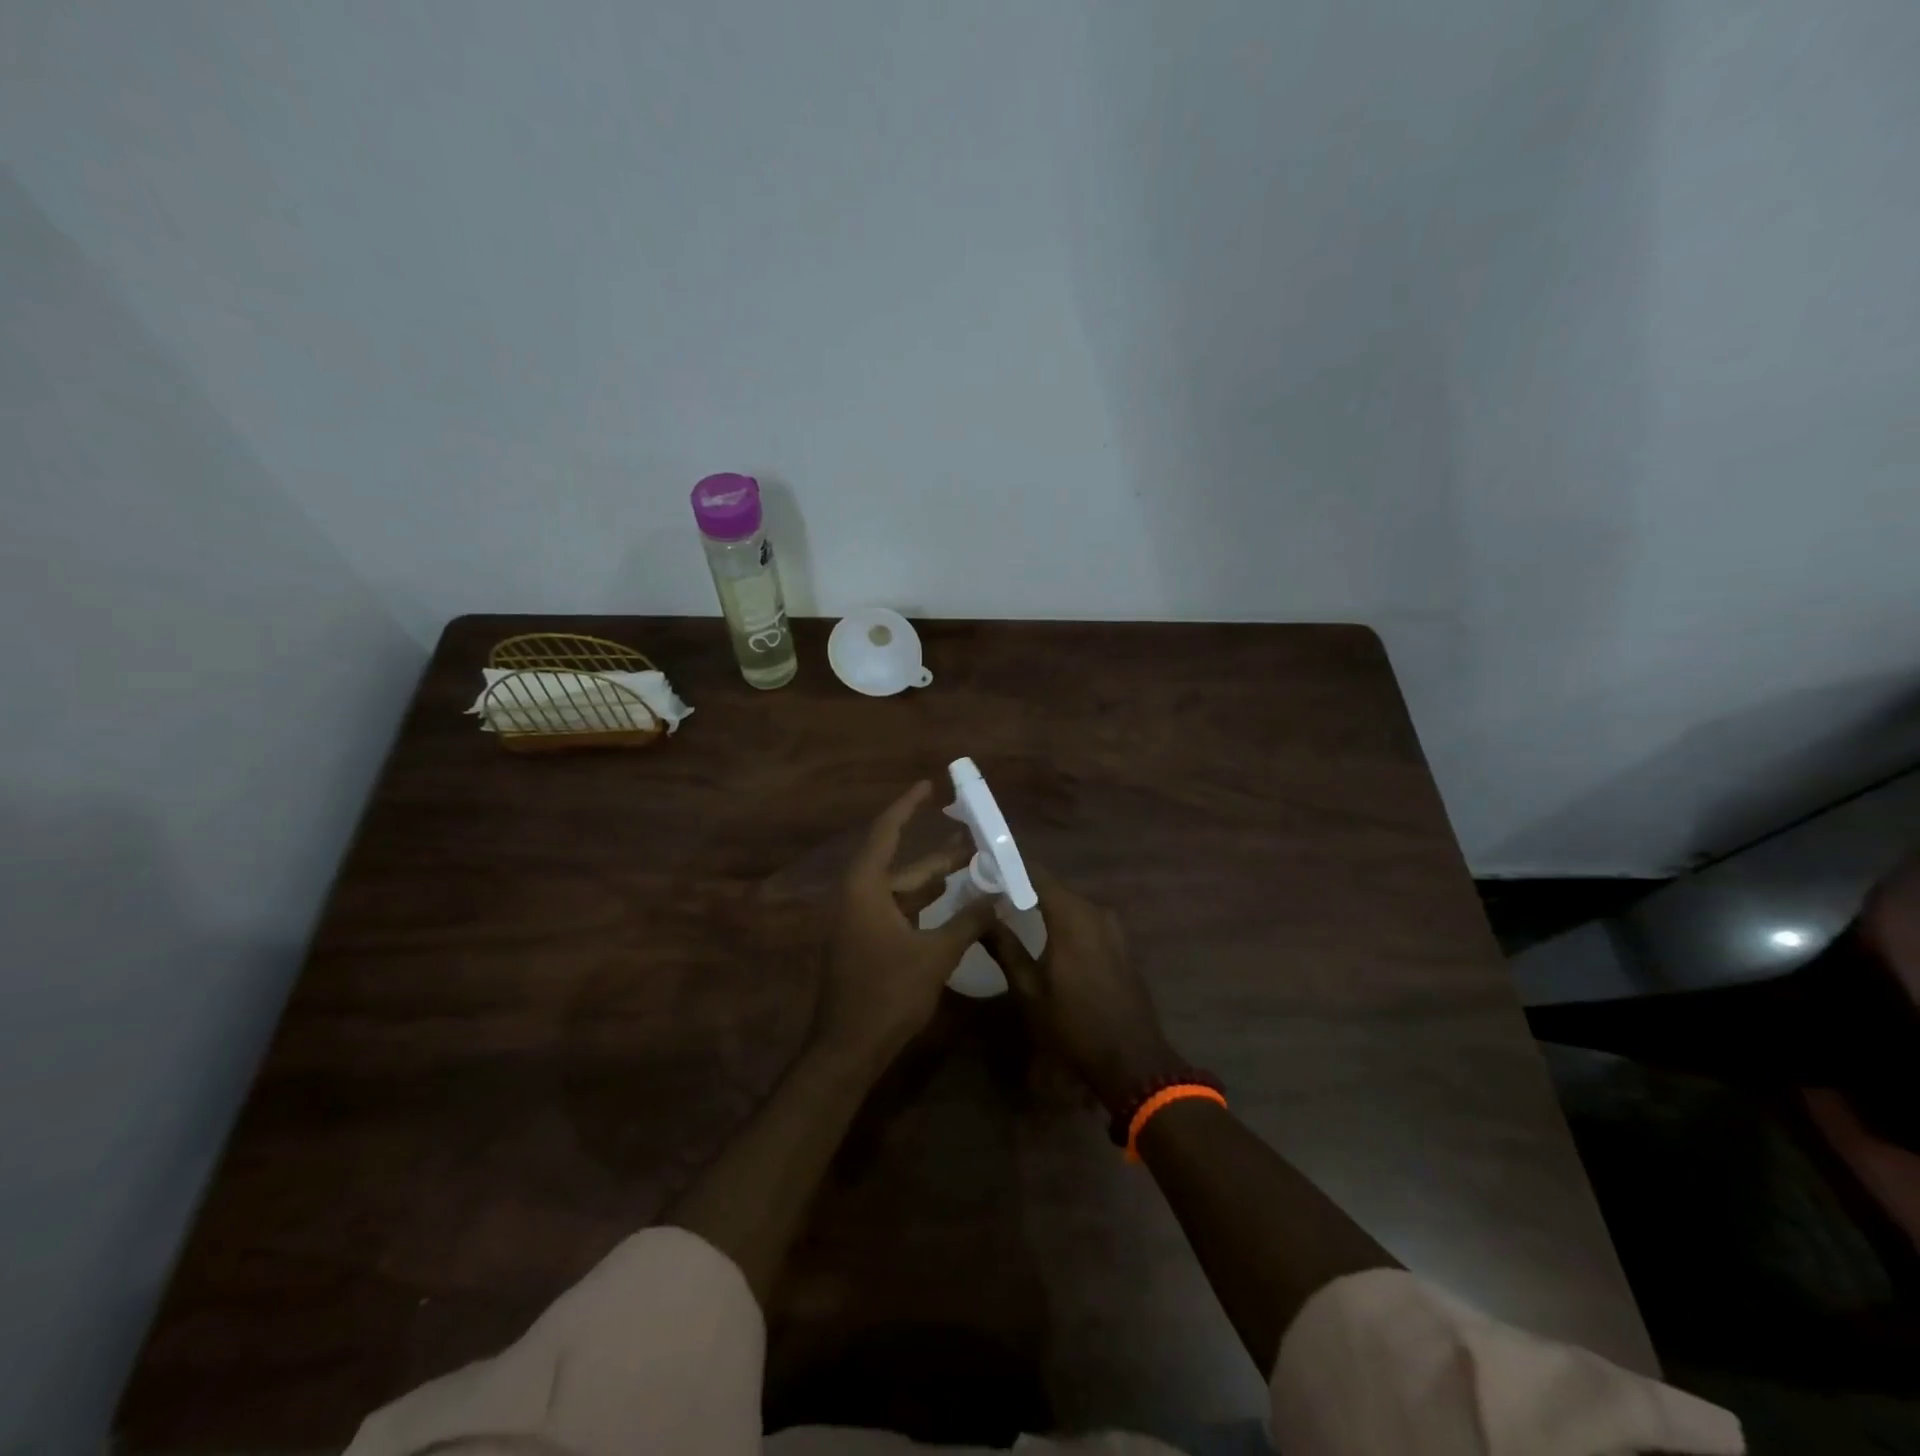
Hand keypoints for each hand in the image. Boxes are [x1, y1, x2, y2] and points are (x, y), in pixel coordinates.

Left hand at [814, 781, 997, 1064]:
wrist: (847, 1050)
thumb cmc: (887, 994)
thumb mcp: (935, 954)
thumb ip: (968, 921)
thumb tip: (1000, 895)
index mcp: (865, 888)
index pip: (886, 832)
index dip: (907, 806)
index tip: (929, 786)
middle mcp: (858, 897)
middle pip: (901, 865)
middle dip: (939, 855)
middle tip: (976, 839)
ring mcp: (859, 922)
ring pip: (903, 892)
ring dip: (935, 883)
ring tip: (973, 868)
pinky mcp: (865, 944)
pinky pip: (899, 913)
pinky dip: (925, 907)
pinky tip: (954, 908)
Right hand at [984, 868, 1182, 1113]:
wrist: (1132, 1060)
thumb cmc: (1074, 1025)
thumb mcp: (1029, 989)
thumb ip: (1004, 947)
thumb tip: (980, 916)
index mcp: (1072, 916)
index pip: (1036, 874)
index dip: (1009, 867)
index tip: (983, 866)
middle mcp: (1095, 911)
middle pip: (1053, 887)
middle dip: (1022, 886)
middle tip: (989, 892)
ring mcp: (1112, 927)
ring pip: (1069, 904)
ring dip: (1043, 905)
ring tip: (1010, 911)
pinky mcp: (1120, 943)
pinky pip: (1085, 920)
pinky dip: (1062, 920)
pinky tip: (1044, 934)